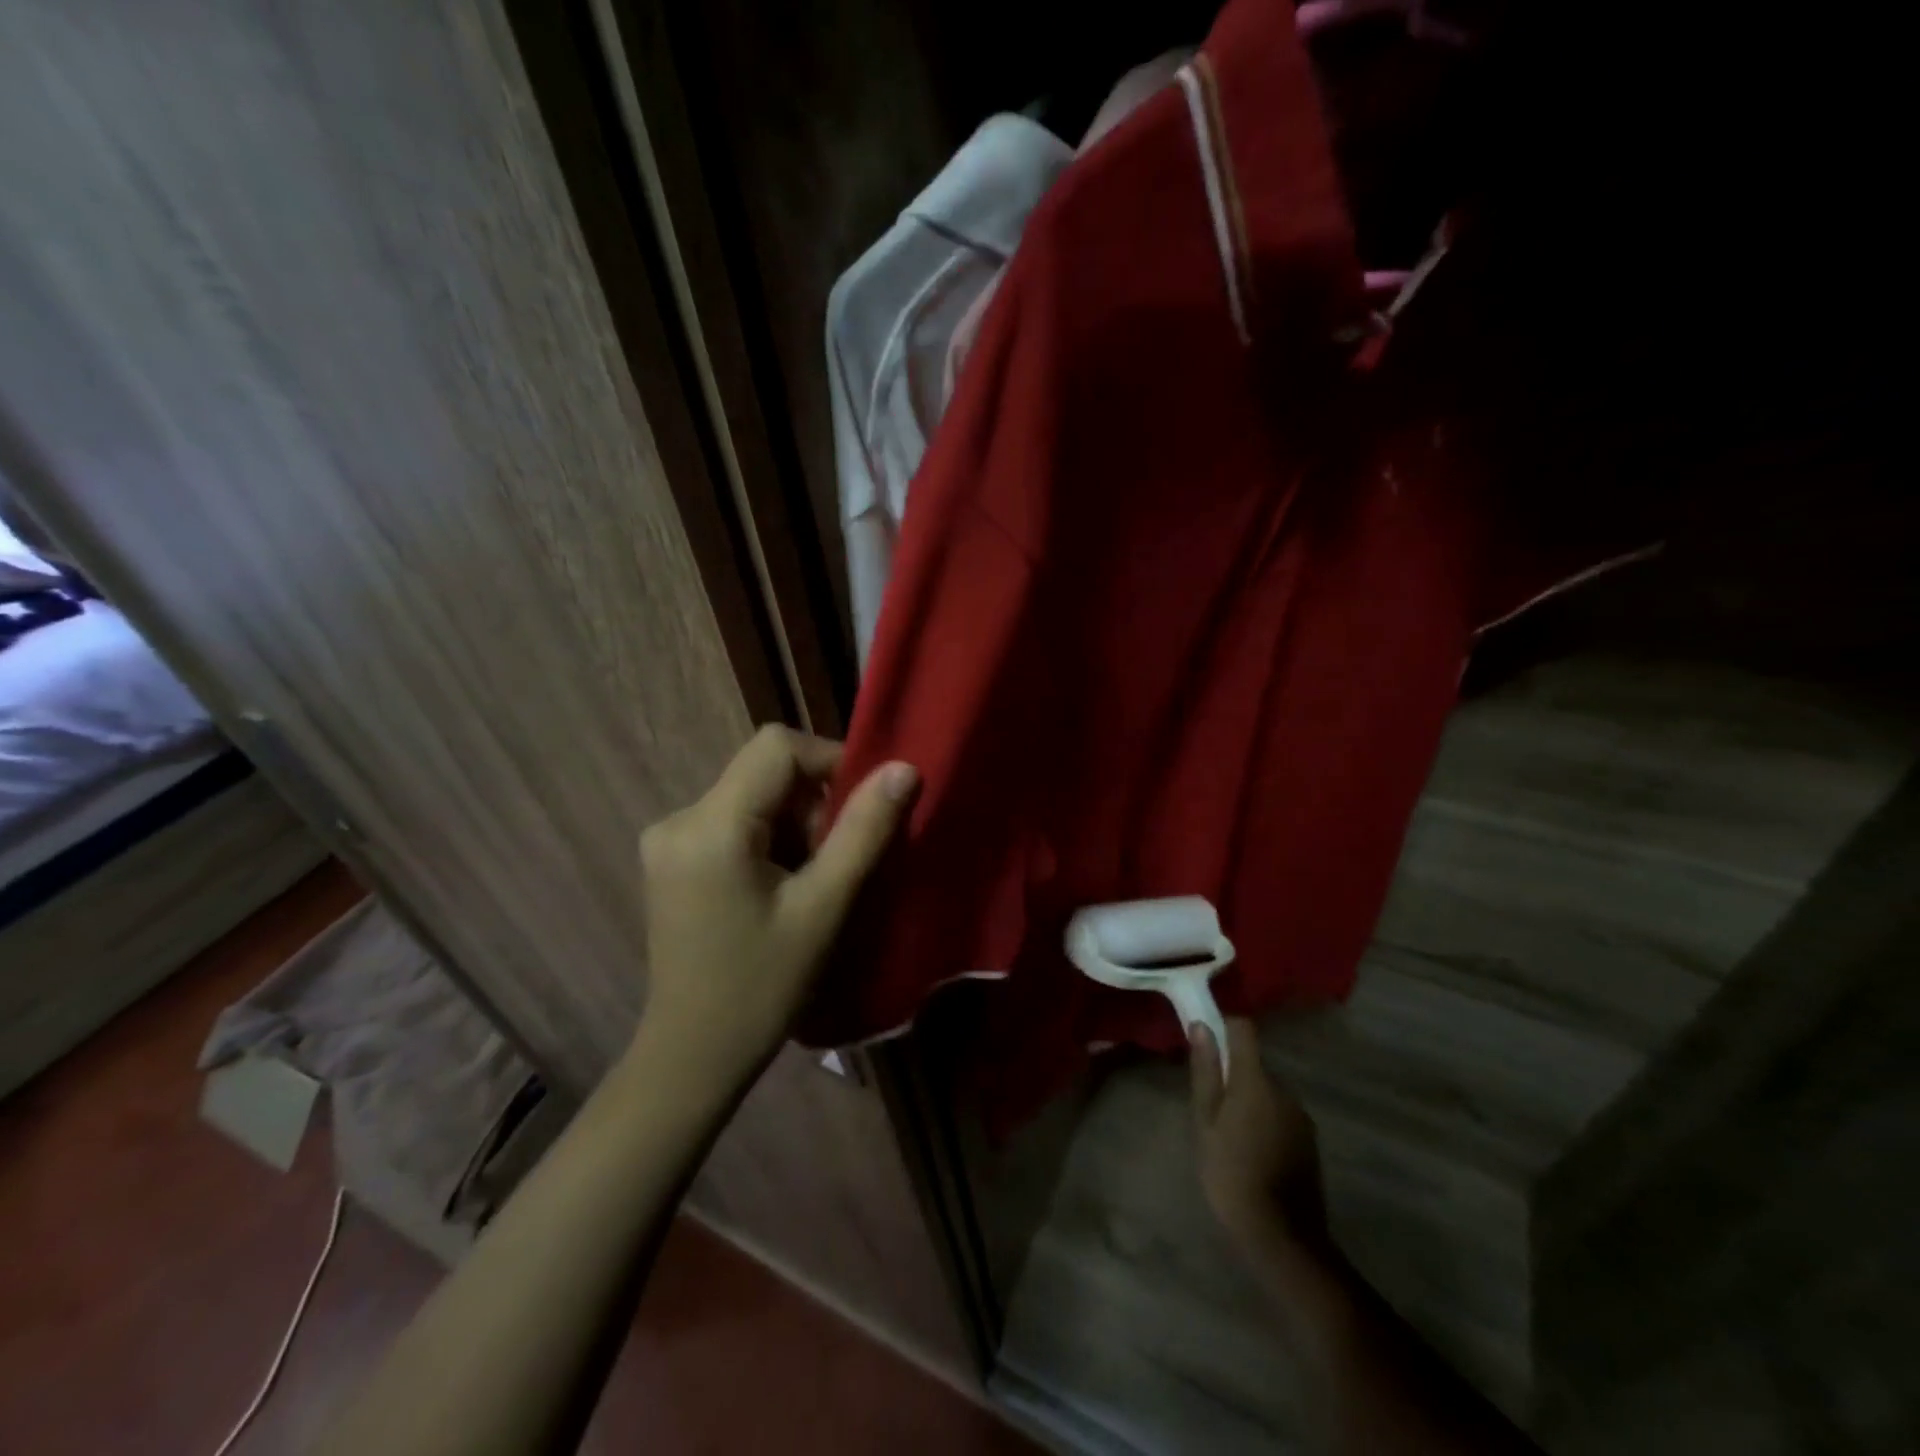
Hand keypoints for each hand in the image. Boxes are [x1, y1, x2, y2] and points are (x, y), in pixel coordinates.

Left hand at [638, 726, 917, 1076]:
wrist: (694, 1054)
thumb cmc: (763, 986)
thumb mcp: (824, 907)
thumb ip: (864, 830)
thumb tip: (904, 769)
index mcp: (709, 825)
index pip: (777, 747)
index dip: (830, 761)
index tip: (863, 807)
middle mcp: (678, 818)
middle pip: (765, 771)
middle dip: (813, 803)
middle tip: (835, 861)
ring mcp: (667, 838)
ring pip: (753, 795)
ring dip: (794, 823)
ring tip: (810, 881)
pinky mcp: (670, 857)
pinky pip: (734, 819)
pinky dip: (769, 837)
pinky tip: (780, 886)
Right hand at [1190, 1018, 1328, 1253]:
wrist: (1281, 1237)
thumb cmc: (1230, 1172)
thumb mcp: (1205, 1121)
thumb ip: (1205, 1071)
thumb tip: (1201, 1025)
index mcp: (1256, 1080)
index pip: (1243, 1029)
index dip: (1223, 1027)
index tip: (1204, 1043)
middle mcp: (1284, 1089)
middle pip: (1254, 1063)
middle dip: (1232, 1073)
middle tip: (1208, 1104)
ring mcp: (1301, 1116)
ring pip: (1267, 1091)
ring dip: (1249, 1099)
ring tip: (1227, 1133)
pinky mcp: (1309, 1142)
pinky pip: (1280, 1114)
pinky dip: (1264, 1120)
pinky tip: (1251, 1151)